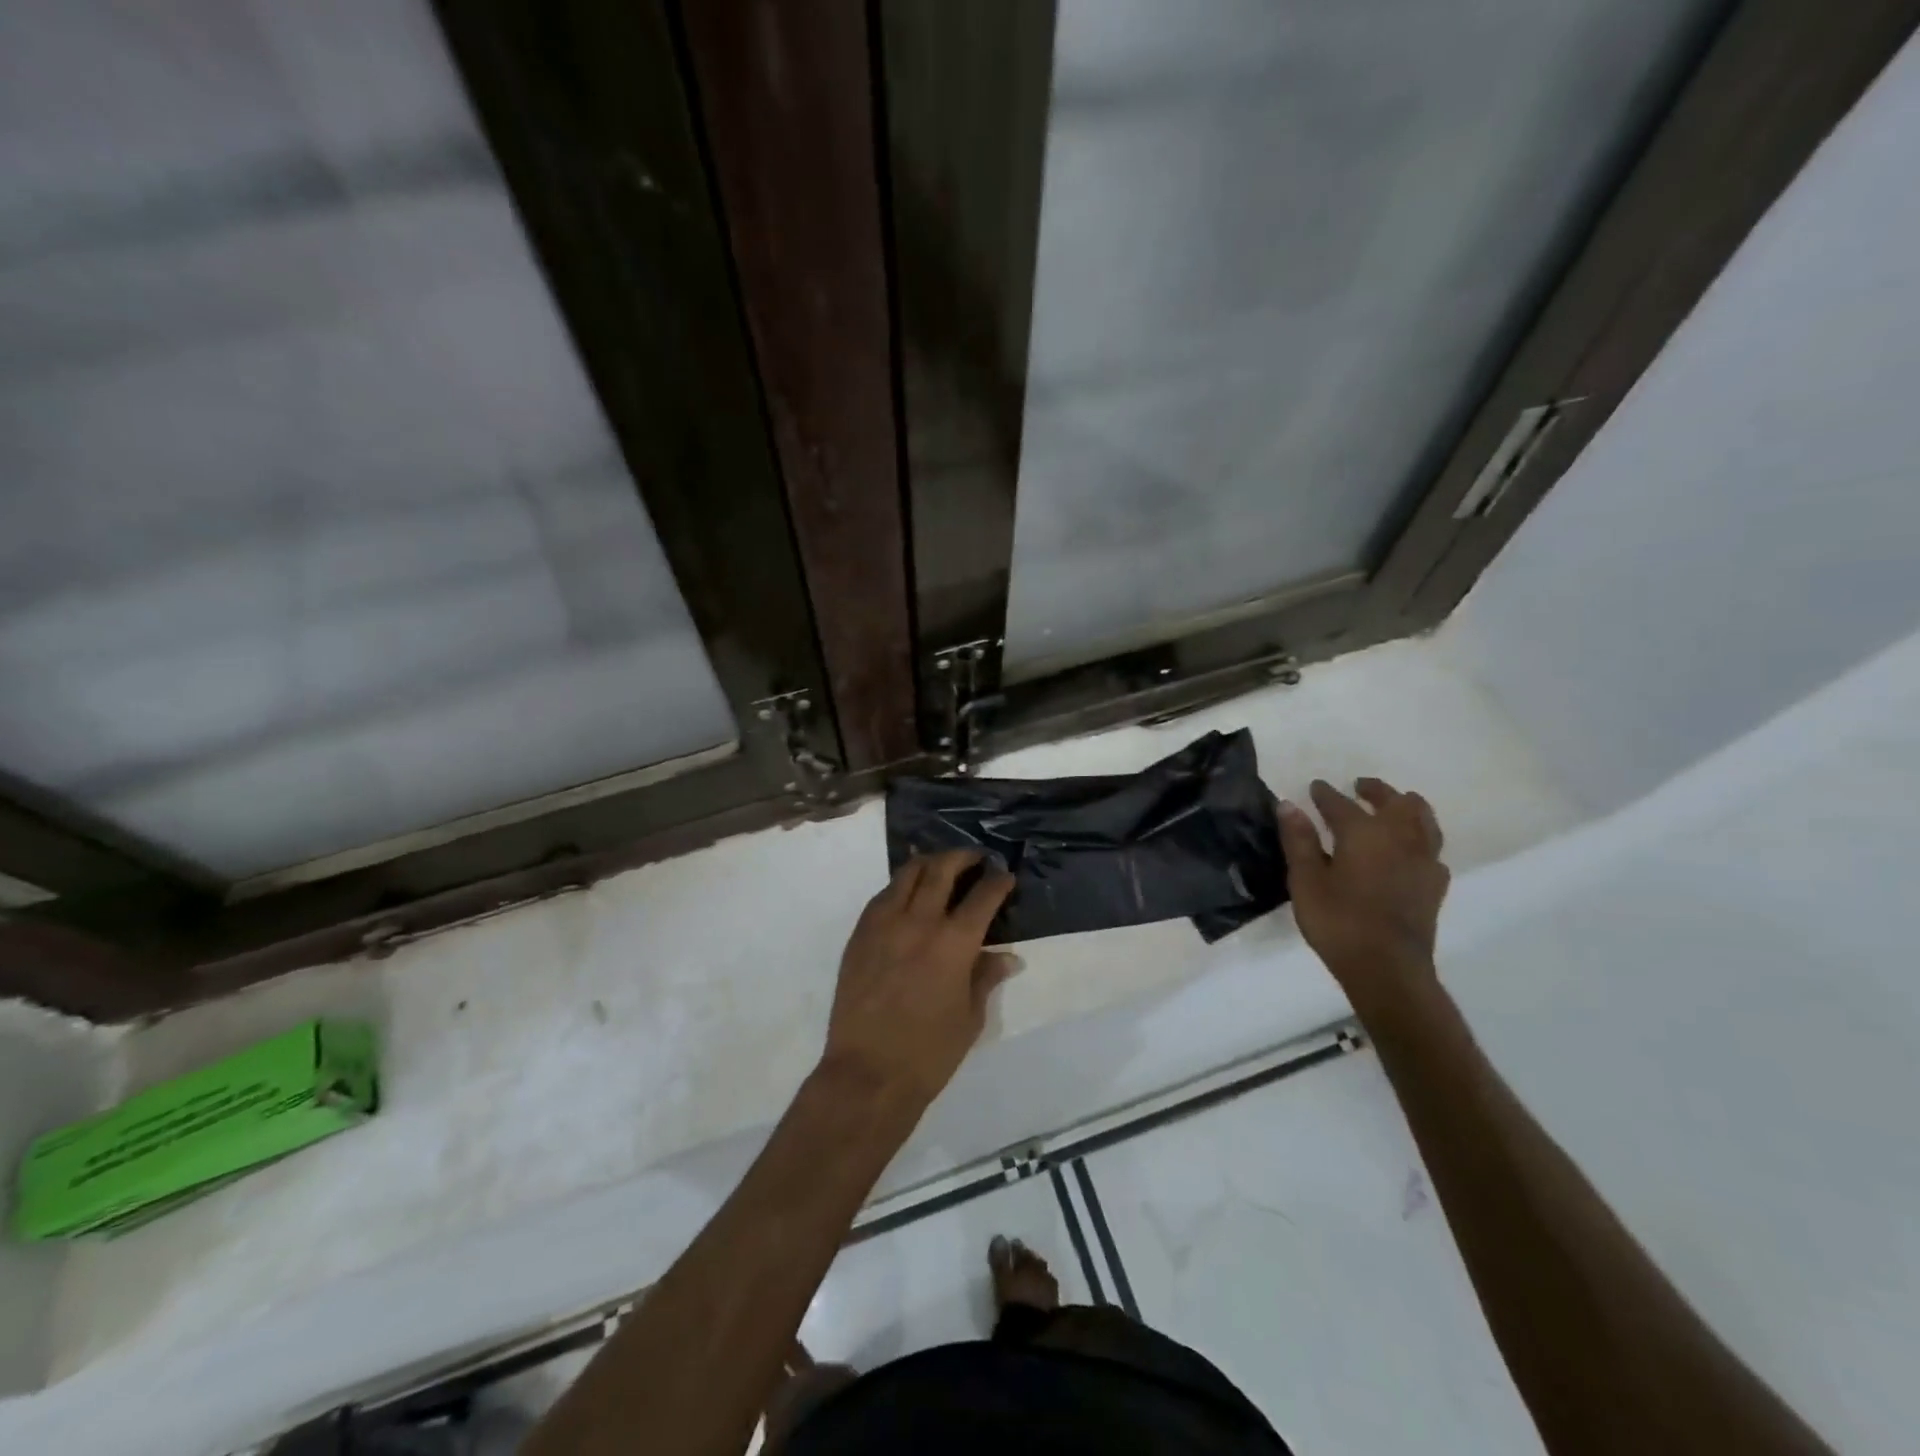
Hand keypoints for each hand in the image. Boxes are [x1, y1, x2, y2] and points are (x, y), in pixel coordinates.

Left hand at [819, 851, 1017, 1111]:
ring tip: (941, 867)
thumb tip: (1008, 957)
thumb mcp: (970, 1017)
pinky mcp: (860, 934)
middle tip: (975, 859)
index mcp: (954, 943)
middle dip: (963, 857)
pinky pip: (883, 895)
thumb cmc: (929, 1053)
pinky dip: (901, 886)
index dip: (998, 881)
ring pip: (907, 873)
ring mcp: (884, 924)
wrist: (868, 1073)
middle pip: (941, 869)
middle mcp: (919, 921)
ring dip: (929, 863)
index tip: (1005, 876)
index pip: (983, 896)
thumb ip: (986, 977)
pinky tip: (909, 895)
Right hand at [1277, 778, 1449, 1006]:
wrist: (1387, 968)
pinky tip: (1411, 849)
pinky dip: (1420, 838)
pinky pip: (1432, 848)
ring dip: (1407, 807)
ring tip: (1394, 806)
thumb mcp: (1305, 880)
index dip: (1325, 794)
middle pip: (1394, 802)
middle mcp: (1399, 838)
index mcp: (1364, 833)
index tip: (1315, 787)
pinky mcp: (1435, 884)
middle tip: (1360, 787)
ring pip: (1423, 819)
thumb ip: (1299, 840)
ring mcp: (1423, 860)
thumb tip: (1289, 805)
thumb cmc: (1338, 921)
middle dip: (1376, 791)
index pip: (1341, 804)